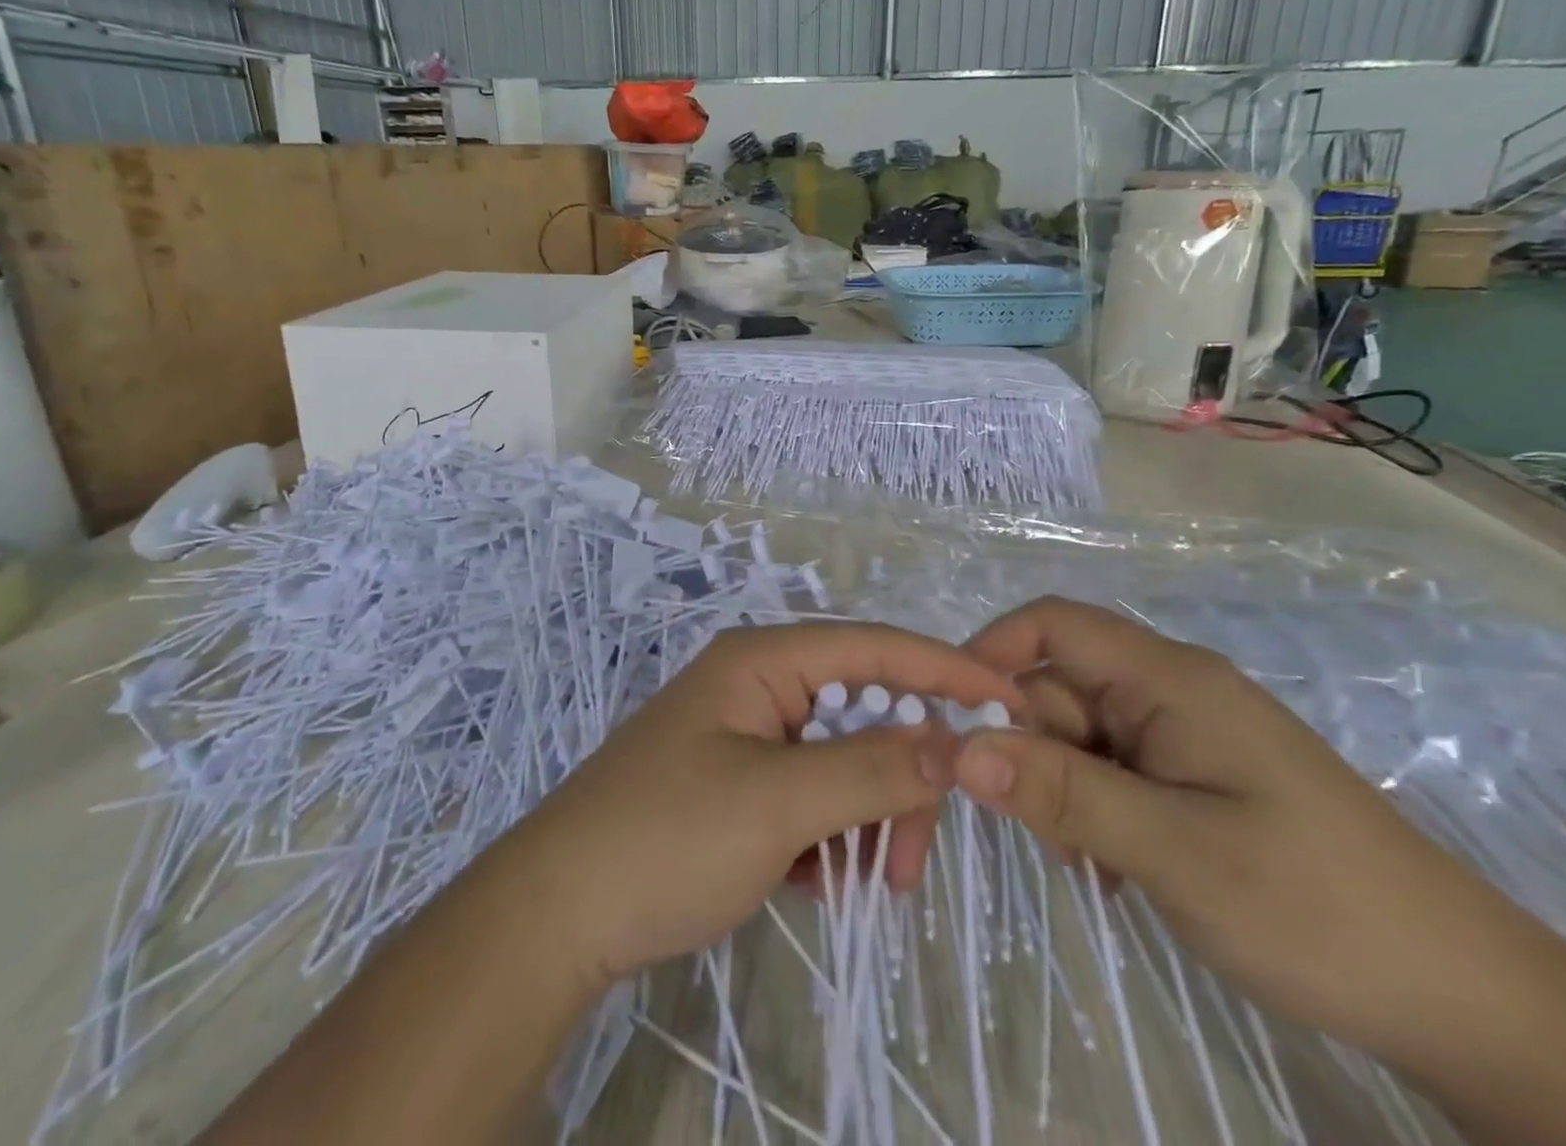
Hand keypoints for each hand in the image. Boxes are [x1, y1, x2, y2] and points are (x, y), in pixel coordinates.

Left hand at [509, 621, 1024, 989]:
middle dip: (899, 781)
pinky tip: (817, 882)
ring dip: (866, 820)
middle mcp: (758, 687)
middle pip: (863, 714)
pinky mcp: (738, 785)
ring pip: (842, 763)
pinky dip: (830, 838)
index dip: (943, 669)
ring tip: (860, 885)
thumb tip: (954, 741)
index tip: (1008, 702)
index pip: (872, 648)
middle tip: (909, 859)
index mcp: (762, 662)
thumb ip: (872, 770)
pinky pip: (812, 797)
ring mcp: (747, 737)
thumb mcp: (778, 804)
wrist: (557, 916)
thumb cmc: (667, 839)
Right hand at [951, 597, 1533, 1061]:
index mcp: (1168, 678)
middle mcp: (1171, 690)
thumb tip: (957, 747)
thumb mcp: (1174, 851)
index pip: (1052, 625)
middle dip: (1029, 747)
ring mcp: (1185, 734)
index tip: (954, 722)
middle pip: (1059, 686)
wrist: (1468, 1001)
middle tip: (1043, 832)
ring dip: (1062, 789)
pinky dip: (1094, 810)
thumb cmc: (1315, 906)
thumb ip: (1061, 791)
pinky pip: (1111, 770)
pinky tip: (1116, 869)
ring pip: (1080, 735)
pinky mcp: (1195, 776)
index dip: (991, 655)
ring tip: (1094, 862)